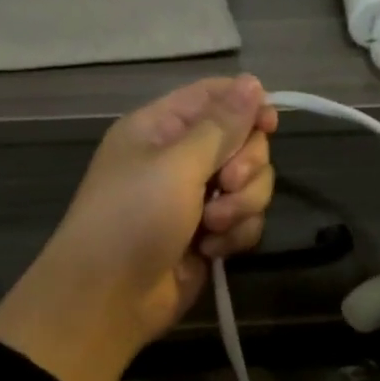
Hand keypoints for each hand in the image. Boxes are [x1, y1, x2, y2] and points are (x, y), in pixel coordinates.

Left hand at [0, 75, 277, 380]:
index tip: (270, 125)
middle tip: (225, 184)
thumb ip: (221, 125)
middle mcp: (180, 158)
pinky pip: (246, 221)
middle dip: (245, 165)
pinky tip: (210, 251)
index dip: (248, 106)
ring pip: (251, 184)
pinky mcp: (210, 235)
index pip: (215, 97)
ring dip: (241, 205)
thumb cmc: (132, 218)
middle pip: (243, 141)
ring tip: (213, 226)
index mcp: (161, 128)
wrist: (109, 299)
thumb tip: (253, 82)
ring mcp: (196, 198)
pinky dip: (234, 235)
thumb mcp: (176, 164)